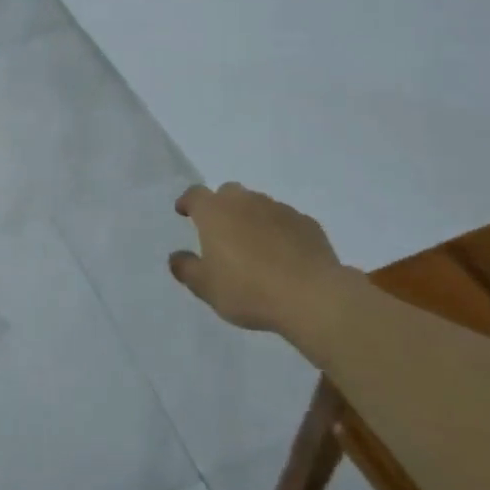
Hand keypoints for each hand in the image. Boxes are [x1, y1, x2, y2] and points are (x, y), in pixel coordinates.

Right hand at [168, 182, 350, 338]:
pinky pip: (286, 221)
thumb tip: (176, 256)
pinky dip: (279, 231)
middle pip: (228, 193)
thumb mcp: (206, 287)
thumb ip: (186, 269)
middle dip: (221, 206)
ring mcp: (280, 210)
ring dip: (251, 218)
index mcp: (215, 212)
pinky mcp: (307, 224)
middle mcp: (246, 202)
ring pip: (259, 205)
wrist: (313, 297)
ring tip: (254, 247)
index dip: (188, 202)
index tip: (184, 212)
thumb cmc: (248, 290)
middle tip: (220, 231)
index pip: (195, 194)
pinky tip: (283, 255)